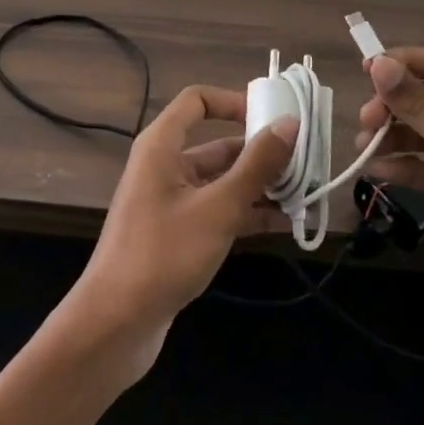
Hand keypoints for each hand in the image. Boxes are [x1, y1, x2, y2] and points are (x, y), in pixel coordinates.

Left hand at [65, 86, 298, 382]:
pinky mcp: (177, 234)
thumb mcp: (218, 207)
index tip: (274, 116)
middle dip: (261, 153)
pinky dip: (247, 213)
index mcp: (162, 146)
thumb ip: (256, 166)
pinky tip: (285, 224)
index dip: (235, 102)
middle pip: (217, 144)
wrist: (116, 323)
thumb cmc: (164, 253)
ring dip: (260, 186)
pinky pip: (218, 210)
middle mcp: (165, 165)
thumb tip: (289, 124)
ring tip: (306, 195)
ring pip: (222, 181)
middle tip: (307, 162)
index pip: (197, 100)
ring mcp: (170, 201)